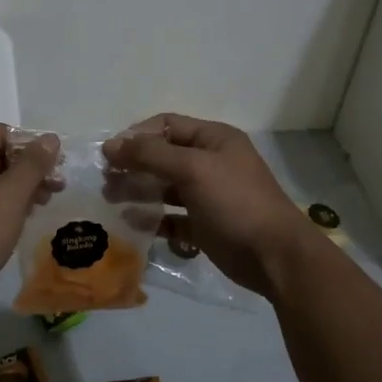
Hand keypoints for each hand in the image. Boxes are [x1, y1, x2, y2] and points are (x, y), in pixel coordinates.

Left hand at [0, 124, 58, 310]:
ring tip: (44, 204)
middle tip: (57, 187)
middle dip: (27, 169)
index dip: (30, 145)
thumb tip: (50, 138)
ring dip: (18, 189)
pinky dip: (1, 205)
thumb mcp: (10, 195)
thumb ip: (33, 164)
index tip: (56, 166)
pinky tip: (21, 220)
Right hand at [105, 114, 314, 299]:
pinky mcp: (206, 226)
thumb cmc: (235, 203)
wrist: (275, 256)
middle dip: (134, 165)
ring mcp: (209, 195)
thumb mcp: (193, 169)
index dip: (137, 136)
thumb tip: (111, 145)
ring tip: (112, 201)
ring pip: (166, 188)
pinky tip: (134, 225)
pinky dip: (154, 220)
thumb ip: (150, 155)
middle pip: (164, 156)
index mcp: (214, 139)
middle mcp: (211, 162)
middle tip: (106, 181)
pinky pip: (173, 218)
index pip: (167, 125)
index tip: (110, 155)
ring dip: (139, 192)